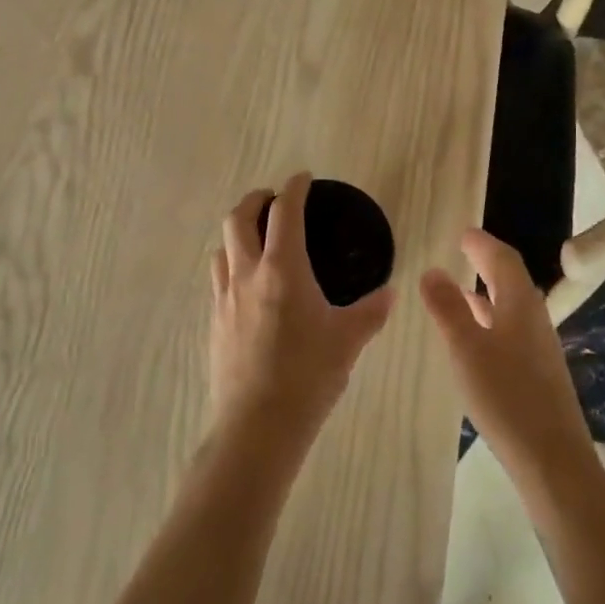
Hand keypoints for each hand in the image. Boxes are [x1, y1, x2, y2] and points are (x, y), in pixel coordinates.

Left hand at [208, 173, 394, 434]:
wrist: (257, 424)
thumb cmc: (308, 375)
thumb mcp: (348, 341)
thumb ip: (371, 312)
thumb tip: (389, 294)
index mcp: (282, 269)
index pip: (285, 212)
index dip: (294, 188)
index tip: (303, 178)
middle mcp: (247, 274)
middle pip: (238, 218)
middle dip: (255, 199)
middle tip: (273, 199)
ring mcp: (225, 298)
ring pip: (222, 248)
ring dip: (238, 233)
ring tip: (258, 240)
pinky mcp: (215, 322)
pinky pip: (219, 279)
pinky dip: (232, 265)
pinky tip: (249, 286)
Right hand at [420, 229, 592, 484]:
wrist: (552, 460)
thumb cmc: (506, 396)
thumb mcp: (466, 348)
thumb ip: (447, 308)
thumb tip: (432, 270)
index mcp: (520, 305)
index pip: (503, 259)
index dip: (483, 243)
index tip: (463, 233)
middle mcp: (534, 319)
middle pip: (511, 280)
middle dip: (486, 263)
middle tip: (463, 251)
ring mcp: (539, 348)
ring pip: (511, 307)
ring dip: (487, 293)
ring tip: (460, 289)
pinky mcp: (538, 373)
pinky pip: (511, 330)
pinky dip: (490, 319)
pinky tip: (475, 338)